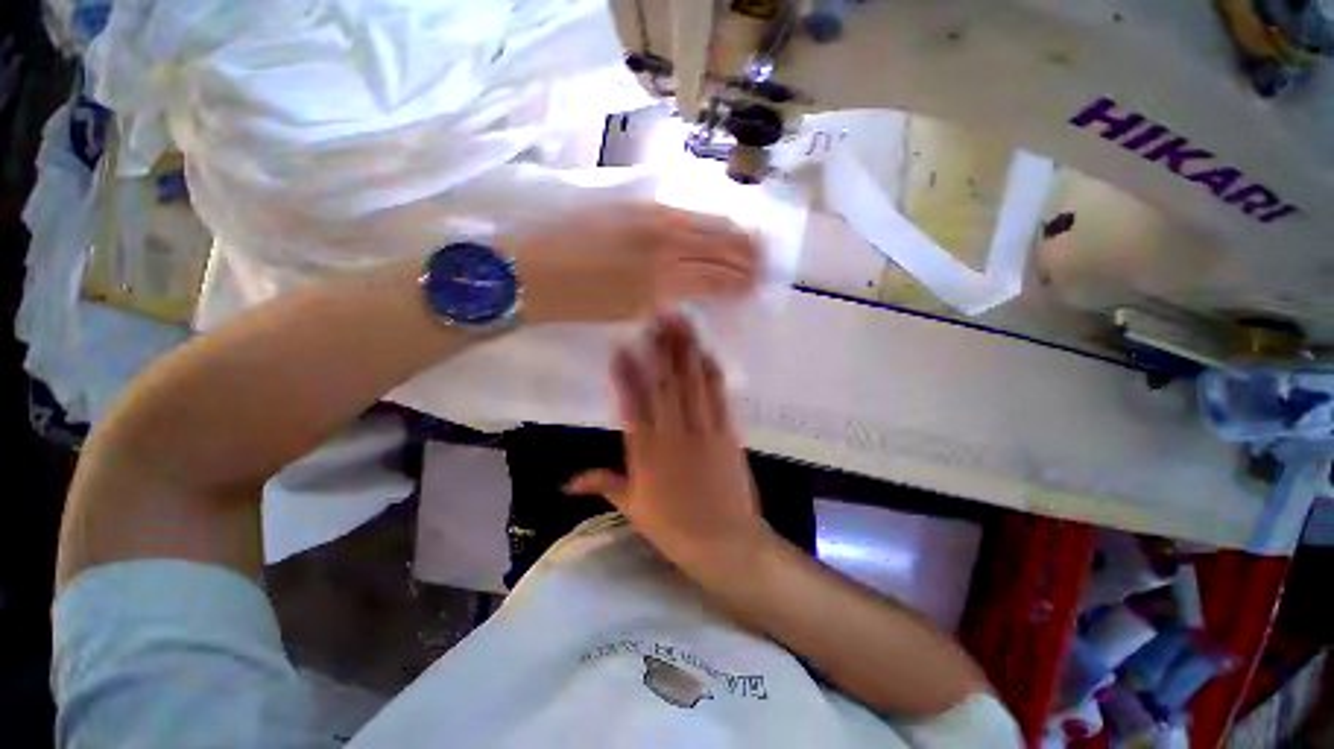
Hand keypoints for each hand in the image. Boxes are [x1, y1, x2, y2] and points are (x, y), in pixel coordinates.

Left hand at [502, 205, 760, 322]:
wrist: (535, 271)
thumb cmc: (582, 302)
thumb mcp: (632, 310)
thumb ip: (670, 297)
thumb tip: (696, 289)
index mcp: (665, 277)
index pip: (716, 276)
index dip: (739, 282)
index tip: (756, 286)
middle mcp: (666, 241)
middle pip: (719, 245)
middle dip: (746, 255)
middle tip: (764, 263)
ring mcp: (652, 217)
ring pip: (706, 224)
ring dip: (733, 235)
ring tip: (751, 242)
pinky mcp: (636, 206)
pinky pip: (684, 212)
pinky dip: (707, 222)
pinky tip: (716, 225)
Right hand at [565, 315, 771, 574]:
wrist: (725, 543)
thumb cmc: (674, 529)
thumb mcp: (634, 509)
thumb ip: (603, 484)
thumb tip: (566, 482)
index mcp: (646, 453)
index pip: (632, 404)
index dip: (626, 373)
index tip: (620, 346)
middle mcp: (672, 435)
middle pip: (665, 385)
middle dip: (660, 348)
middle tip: (656, 317)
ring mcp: (703, 431)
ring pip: (692, 384)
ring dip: (686, 351)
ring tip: (681, 323)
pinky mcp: (728, 434)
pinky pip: (719, 398)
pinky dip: (712, 373)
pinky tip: (707, 352)